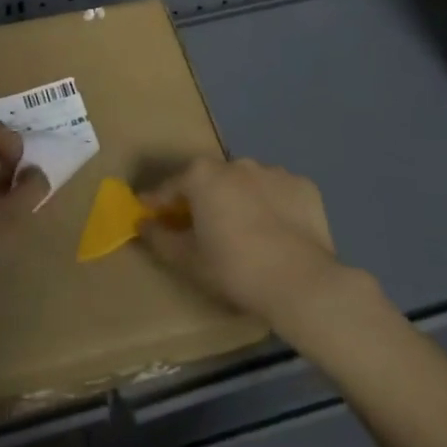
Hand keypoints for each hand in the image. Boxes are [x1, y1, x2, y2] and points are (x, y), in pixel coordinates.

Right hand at [140, 158, 348, 326]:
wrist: (301, 283)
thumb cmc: (234, 269)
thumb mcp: (187, 260)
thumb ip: (158, 238)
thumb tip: (142, 223)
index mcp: (202, 175)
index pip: (171, 187)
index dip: (158, 203)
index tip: (151, 216)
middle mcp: (236, 163)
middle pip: (211, 180)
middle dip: (203, 199)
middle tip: (203, 229)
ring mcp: (274, 171)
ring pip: (247, 183)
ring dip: (240, 199)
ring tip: (245, 232)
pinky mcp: (304, 186)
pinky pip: (278, 193)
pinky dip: (273, 206)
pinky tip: (277, 232)